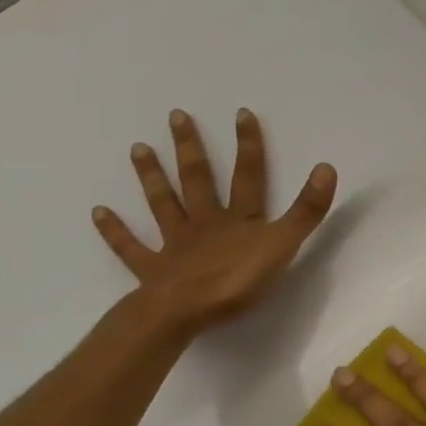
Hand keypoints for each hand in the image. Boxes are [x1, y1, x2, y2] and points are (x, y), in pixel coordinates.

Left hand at [94, 108, 336, 336]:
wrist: (183, 313)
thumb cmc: (237, 281)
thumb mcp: (283, 245)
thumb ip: (306, 210)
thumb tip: (326, 167)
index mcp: (240, 219)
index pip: (248, 176)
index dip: (248, 146)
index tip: (241, 113)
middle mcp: (206, 223)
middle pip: (198, 180)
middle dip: (190, 149)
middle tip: (176, 116)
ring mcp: (175, 245)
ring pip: (163, 204)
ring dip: (151, 177)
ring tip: (138, 148)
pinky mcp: (152, 271)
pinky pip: (131, 247)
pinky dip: (115, 231)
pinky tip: (98, 212)